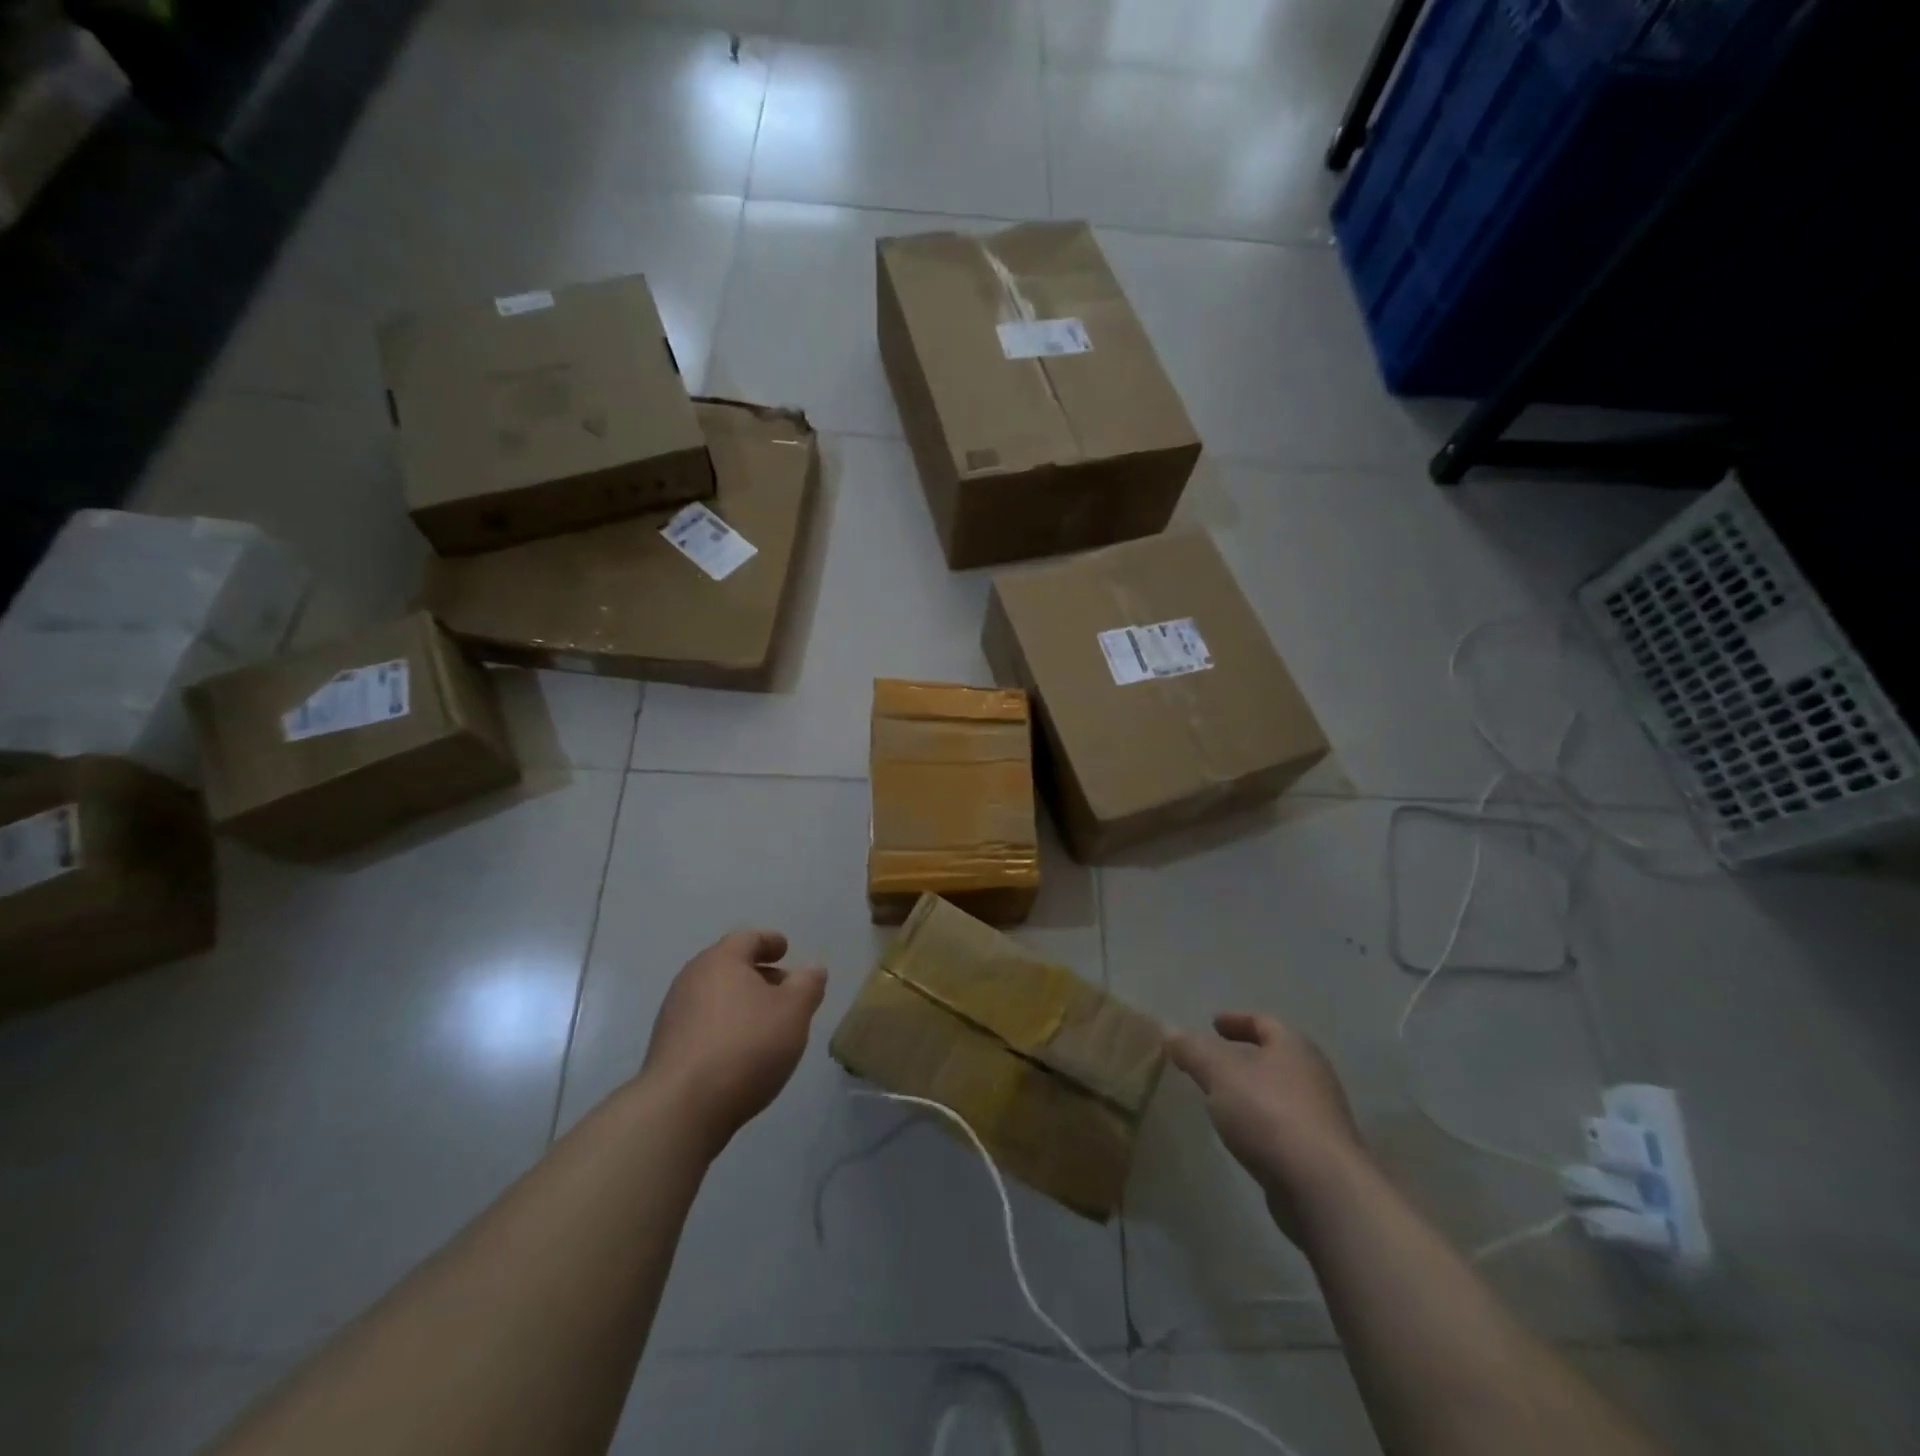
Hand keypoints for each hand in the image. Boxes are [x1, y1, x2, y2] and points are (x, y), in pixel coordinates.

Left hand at [642, 930, 827, 1153]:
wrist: (681, 1108)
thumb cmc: (746, 1046)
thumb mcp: (793, 1012)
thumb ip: (808, 985)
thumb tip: (812, 969)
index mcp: (721, 960)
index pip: (748, 937)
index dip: (770, 941)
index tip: (786, 949)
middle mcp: (692, 978)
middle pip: (728, 965)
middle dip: (757, 973)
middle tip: (783, 988)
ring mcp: (674, 1013)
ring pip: (714, 995)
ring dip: (740, 1002)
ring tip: (765, 1023)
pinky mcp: (666, 1047)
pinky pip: (702, 1023)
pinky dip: (724, 1025)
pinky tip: (739, 1050)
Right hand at [1166, 1011, 1365, 1235]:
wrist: (1323, 1190)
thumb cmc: (1270, 1115)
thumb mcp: (1219, 1073)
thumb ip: (1193, 1051)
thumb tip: (1171, 1033)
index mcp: (1294, 1047)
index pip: (1263, 1022)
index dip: (1236, 1020)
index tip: (1212, 1023)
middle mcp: (1313, 1076)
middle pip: (1275, 1057)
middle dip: (1244, 1056)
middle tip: (1213, 1060)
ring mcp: (1321, 1117)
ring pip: (1279, 1092)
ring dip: (1252, 1090)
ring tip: (1221, 1097)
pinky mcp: (1320, 1155)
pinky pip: (1283, 1125)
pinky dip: (1261, 1121)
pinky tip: (1242, 1134)